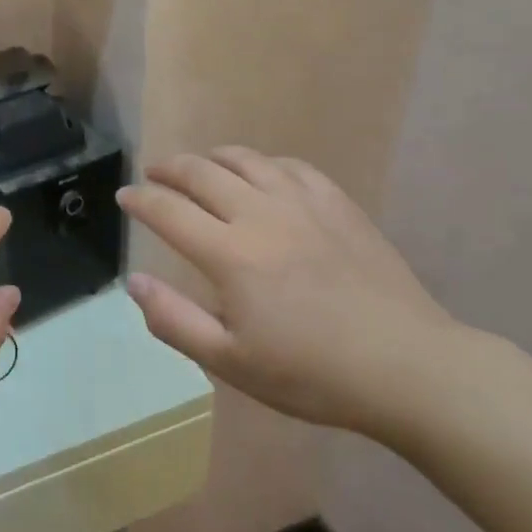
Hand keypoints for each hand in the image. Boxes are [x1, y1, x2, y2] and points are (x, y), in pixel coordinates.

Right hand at [118, 147, 467, 437]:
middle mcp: (260, 215)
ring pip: (246, 160)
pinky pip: (292, 167)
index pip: (169, 211)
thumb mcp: (230, 361)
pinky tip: (263, 173)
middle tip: (154, 174)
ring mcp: (303, 204)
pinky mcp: (338, 205)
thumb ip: (174, 320)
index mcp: (229, 254)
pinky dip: (264, 163)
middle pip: (202, 173)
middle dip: (169, 169)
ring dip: (213, 157)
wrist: (407, 367)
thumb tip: (133, 283)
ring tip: (201, 164)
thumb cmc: (312, 374)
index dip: (140, 199)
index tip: (124, 196)